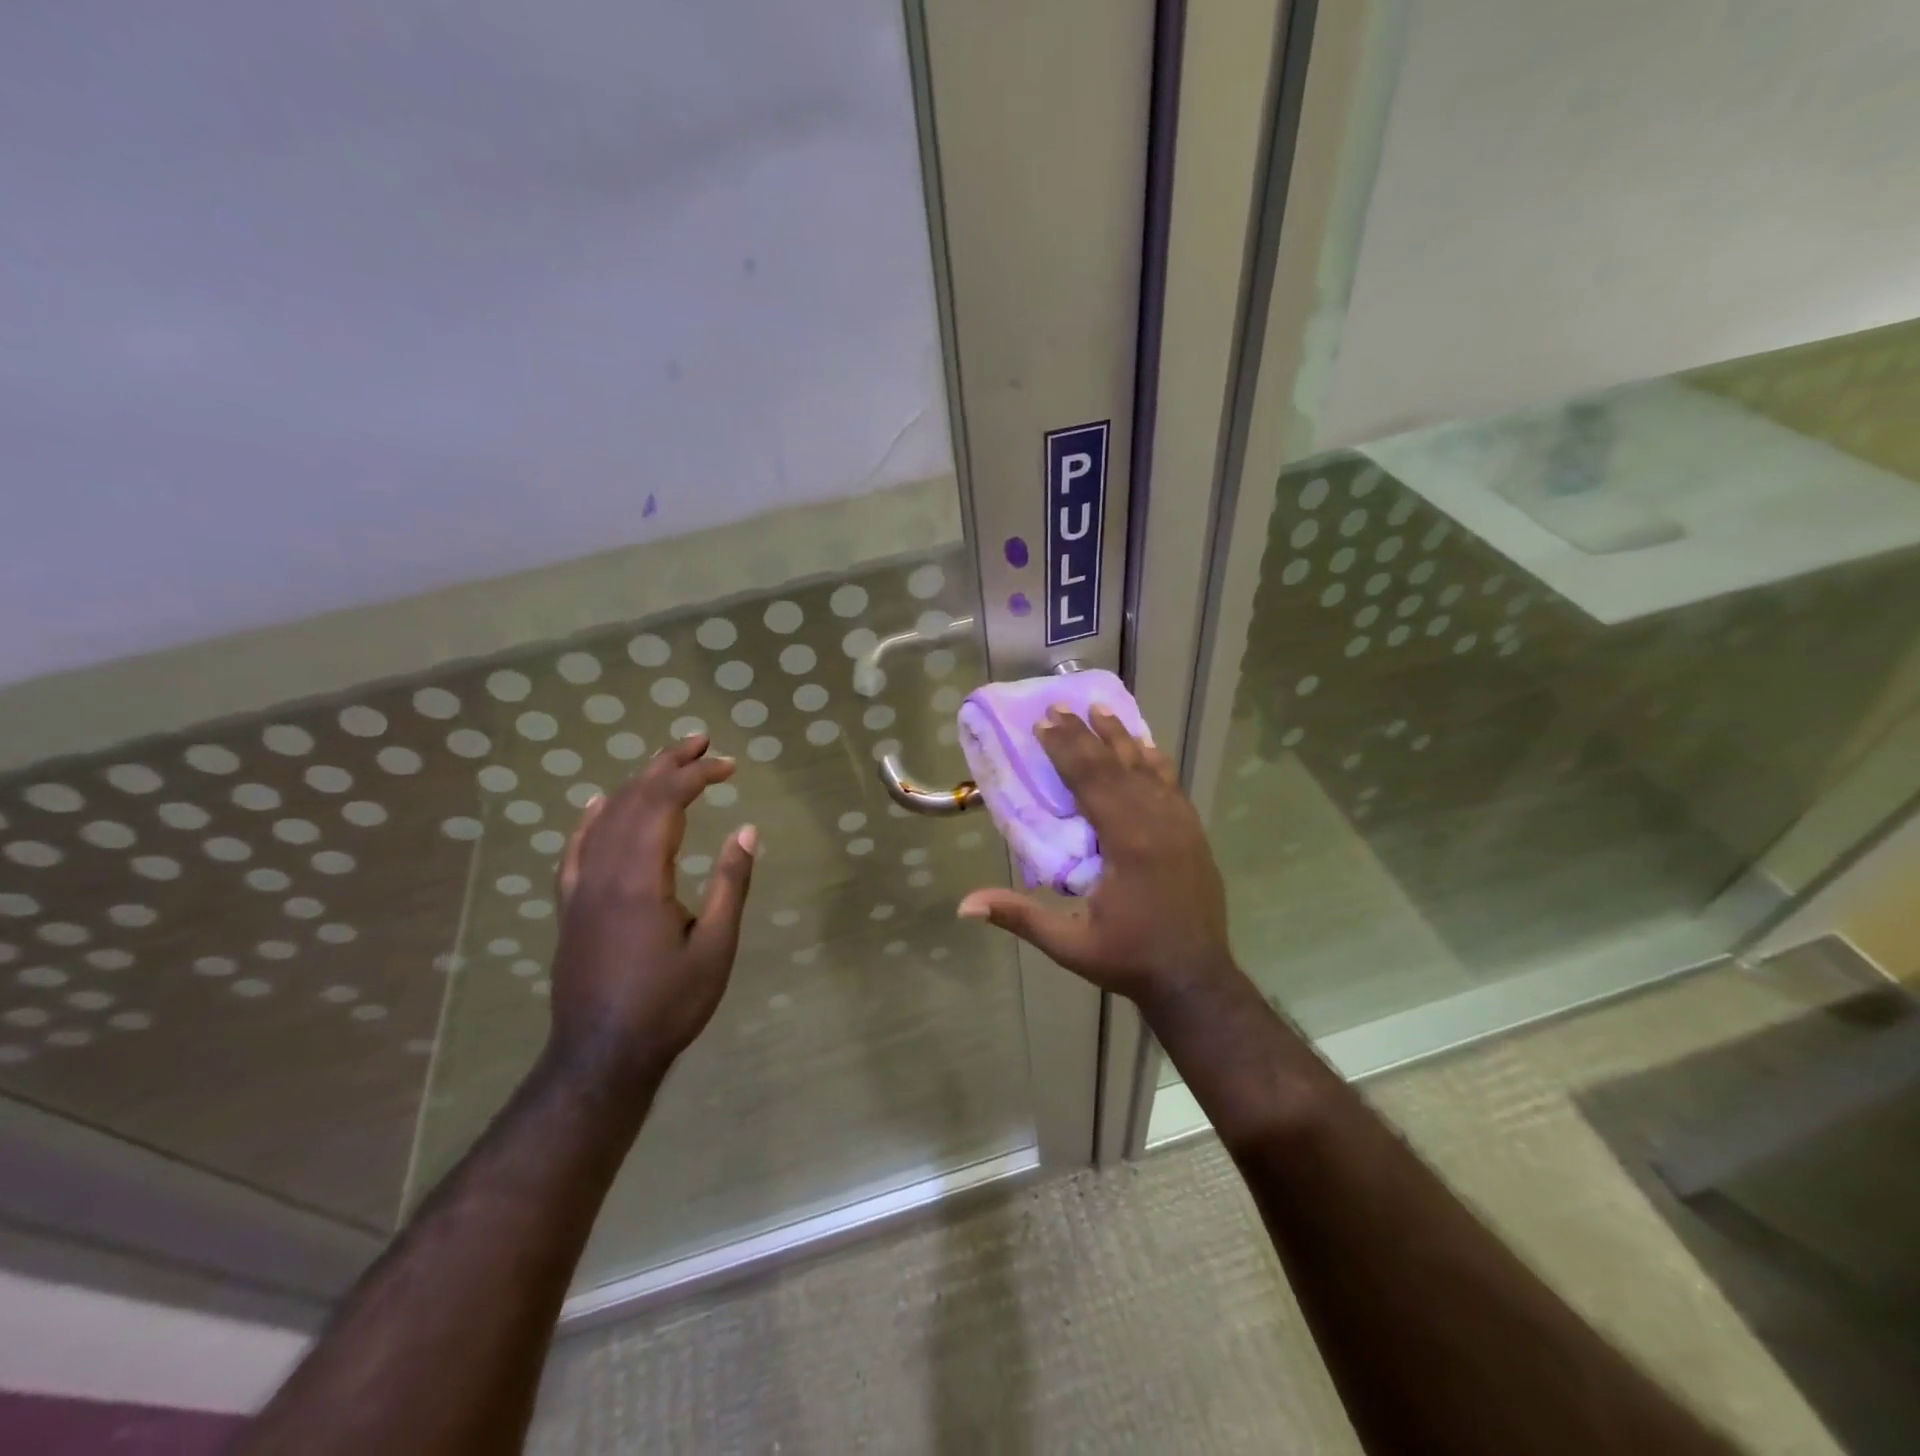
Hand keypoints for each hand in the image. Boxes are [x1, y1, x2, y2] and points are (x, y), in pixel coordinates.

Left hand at [547, 735, 756, 1088]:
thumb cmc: (668, 1005)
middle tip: (702, 741)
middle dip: (669, 765)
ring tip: (667, 761)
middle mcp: (604, 872)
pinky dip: (589, 818)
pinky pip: (575, 849)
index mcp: (640, 878)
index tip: (730, 765)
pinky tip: (597, 802)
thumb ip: (730, 884)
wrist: (601, 1057)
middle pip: (633, 799)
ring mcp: (581, 888)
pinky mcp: (571, 906)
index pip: (666, 803)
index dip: (698, 775)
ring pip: (605, 817)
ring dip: (637, 783)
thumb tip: (746, 830)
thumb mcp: (716, 947)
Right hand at [957, 706, 1236, 1007]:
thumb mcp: (1070, 946)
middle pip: (1116, 765)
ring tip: (1101, 708)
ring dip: (1121, 737)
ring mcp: (1181, 825)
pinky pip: (1170, 783)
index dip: (1066, 748)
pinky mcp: (1193, 832)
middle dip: (1086, 734)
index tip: (1044, 722)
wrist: (1197, 980)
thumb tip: (965, 905)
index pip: (1091, 780)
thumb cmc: (1129, 960)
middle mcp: (1157, 823)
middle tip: (1061, 706)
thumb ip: (1020, 918)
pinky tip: (1145, 746)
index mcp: (1128, 843)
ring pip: (1147, 768)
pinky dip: (1153, 760)